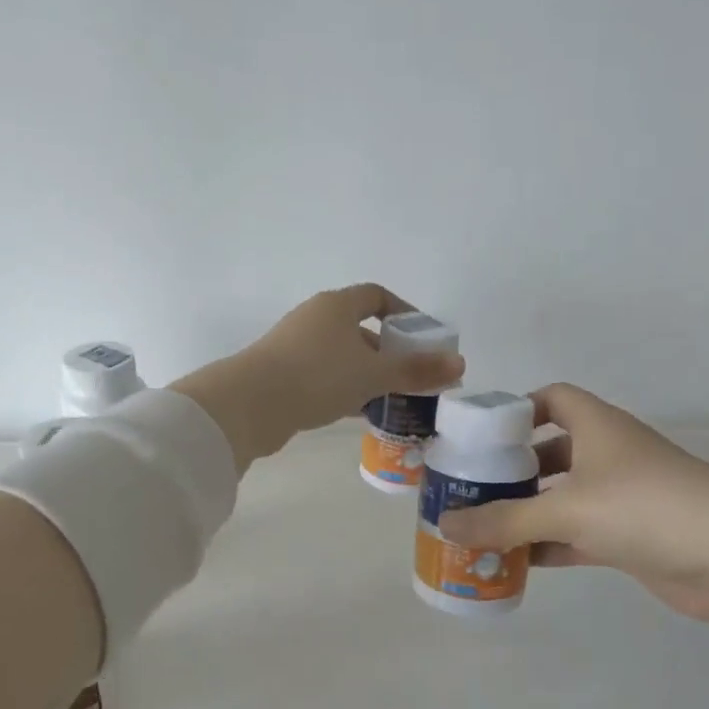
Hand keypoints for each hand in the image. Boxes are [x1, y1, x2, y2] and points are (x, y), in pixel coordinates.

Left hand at [176, 285, 464, 470]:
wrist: (249, 405)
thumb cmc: (318, 376)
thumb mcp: (374, 374)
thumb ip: (416, 370)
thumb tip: (460, 365)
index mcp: (336, 306)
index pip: (376, 296)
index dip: (404, 312)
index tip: (423, 337)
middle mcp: (315, 319)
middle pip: (361, 329)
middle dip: (389, 352)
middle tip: (413, 377)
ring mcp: (295, 347)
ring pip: (343, 357)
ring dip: (368, 375)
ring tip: (393, 400)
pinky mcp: (283, 374)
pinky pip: (325, 377)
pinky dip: (346, 390)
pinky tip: (360, 413)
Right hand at [436, 383, 708, 624]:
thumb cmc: (644, 507)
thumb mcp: (567, 509)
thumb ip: (504, 520)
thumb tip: (447, 526)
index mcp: (596, 426)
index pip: (552, 398)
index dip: (517, 409)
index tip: (481, 436)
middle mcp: (608, 455)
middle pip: (551, 451)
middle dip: (513, 470)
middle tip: (469, 489)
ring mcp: (622, 497)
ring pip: (563, 498)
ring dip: (528, 512)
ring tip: (482, 528)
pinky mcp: (631, 537)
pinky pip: (578, 535)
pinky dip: (550, 545)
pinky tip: (517, 562)